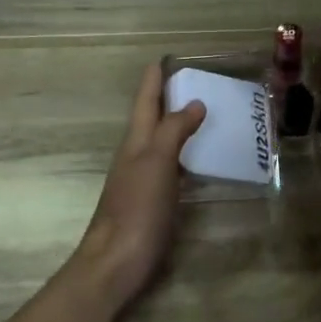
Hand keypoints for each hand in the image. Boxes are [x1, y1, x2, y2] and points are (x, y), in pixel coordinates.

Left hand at [73, 64, 205, 309]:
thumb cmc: (136, 210)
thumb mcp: (156, 163)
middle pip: (150, 119)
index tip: (165, 58)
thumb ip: (174, 131)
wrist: (116, 263)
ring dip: (177, 125)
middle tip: (195, 82)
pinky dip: (184, 155)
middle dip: (167, 98)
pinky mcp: (152, 202)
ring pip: (160, 142)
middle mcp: (136, 156)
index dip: (154, 79)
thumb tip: (193, 102)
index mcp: (135, 142)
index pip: (144, 101)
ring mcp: (142, 180)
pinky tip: (198, 161)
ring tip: (204, 114)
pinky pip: (170, 167)